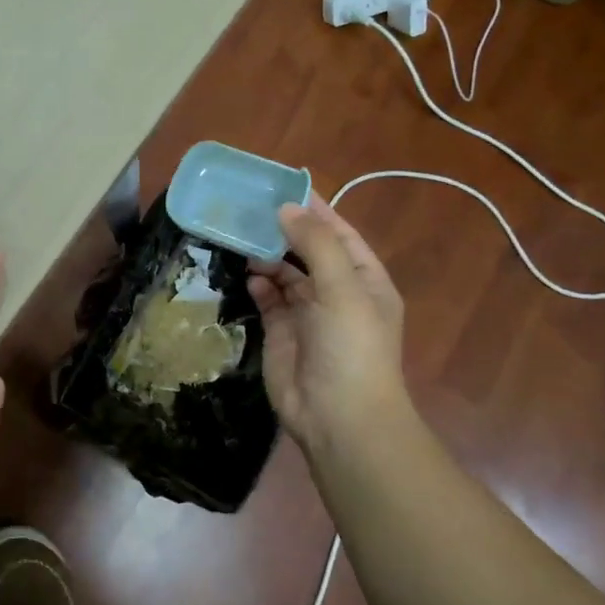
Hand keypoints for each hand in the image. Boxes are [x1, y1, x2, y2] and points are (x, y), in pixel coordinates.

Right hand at [247, 195, 408, 451]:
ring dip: (267, 256)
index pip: (339, 234)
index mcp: (364, 280)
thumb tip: (286, 208)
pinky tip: (246, 275)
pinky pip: (269, 299)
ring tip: (240, 237)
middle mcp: (337, 293)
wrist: (339, 419)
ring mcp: (309, 314)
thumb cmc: (351, 348)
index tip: (282, 186)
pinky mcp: (282, 333)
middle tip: (248, 207)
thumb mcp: (342, 289)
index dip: (315, 210)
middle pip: (308, 251)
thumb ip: (315, 244)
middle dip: (283, 230)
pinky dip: (258, 285)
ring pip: (285, 274)